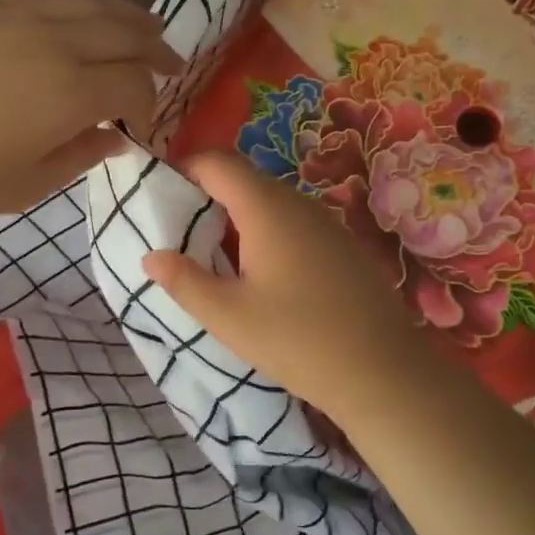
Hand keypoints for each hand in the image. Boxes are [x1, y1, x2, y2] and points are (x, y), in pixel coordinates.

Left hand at [0, 0, 181, 222]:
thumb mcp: (26, 186)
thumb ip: (81, 156)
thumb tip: (115, 138)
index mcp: (70, 92)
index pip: (134, 83)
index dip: (150, 103)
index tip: (142, 124)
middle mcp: (55, 41)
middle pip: (125, 31)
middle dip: (155, 49)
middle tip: (170, 64)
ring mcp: (18, 14)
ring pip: (91, 2)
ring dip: (127, 17)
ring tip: (144, 28)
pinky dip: (81, 4)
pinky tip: (83, 16)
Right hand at [140, 150, 450, 425]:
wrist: (383, 372)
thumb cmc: (296, 340)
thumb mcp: (227, 316)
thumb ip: (183, 281)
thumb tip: (151, 256)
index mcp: (266, 208)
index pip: (217, 162)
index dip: (184, 168)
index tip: (162, 196)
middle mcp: (298, 203)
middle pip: (244, 178)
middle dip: (208, 195)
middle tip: (183, 232)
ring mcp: (327, 222)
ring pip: (271, 201)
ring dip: (238, 216)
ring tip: (217, 256)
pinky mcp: (343, 245)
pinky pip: (295, 222)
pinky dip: (268, 232)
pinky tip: (264, 275)